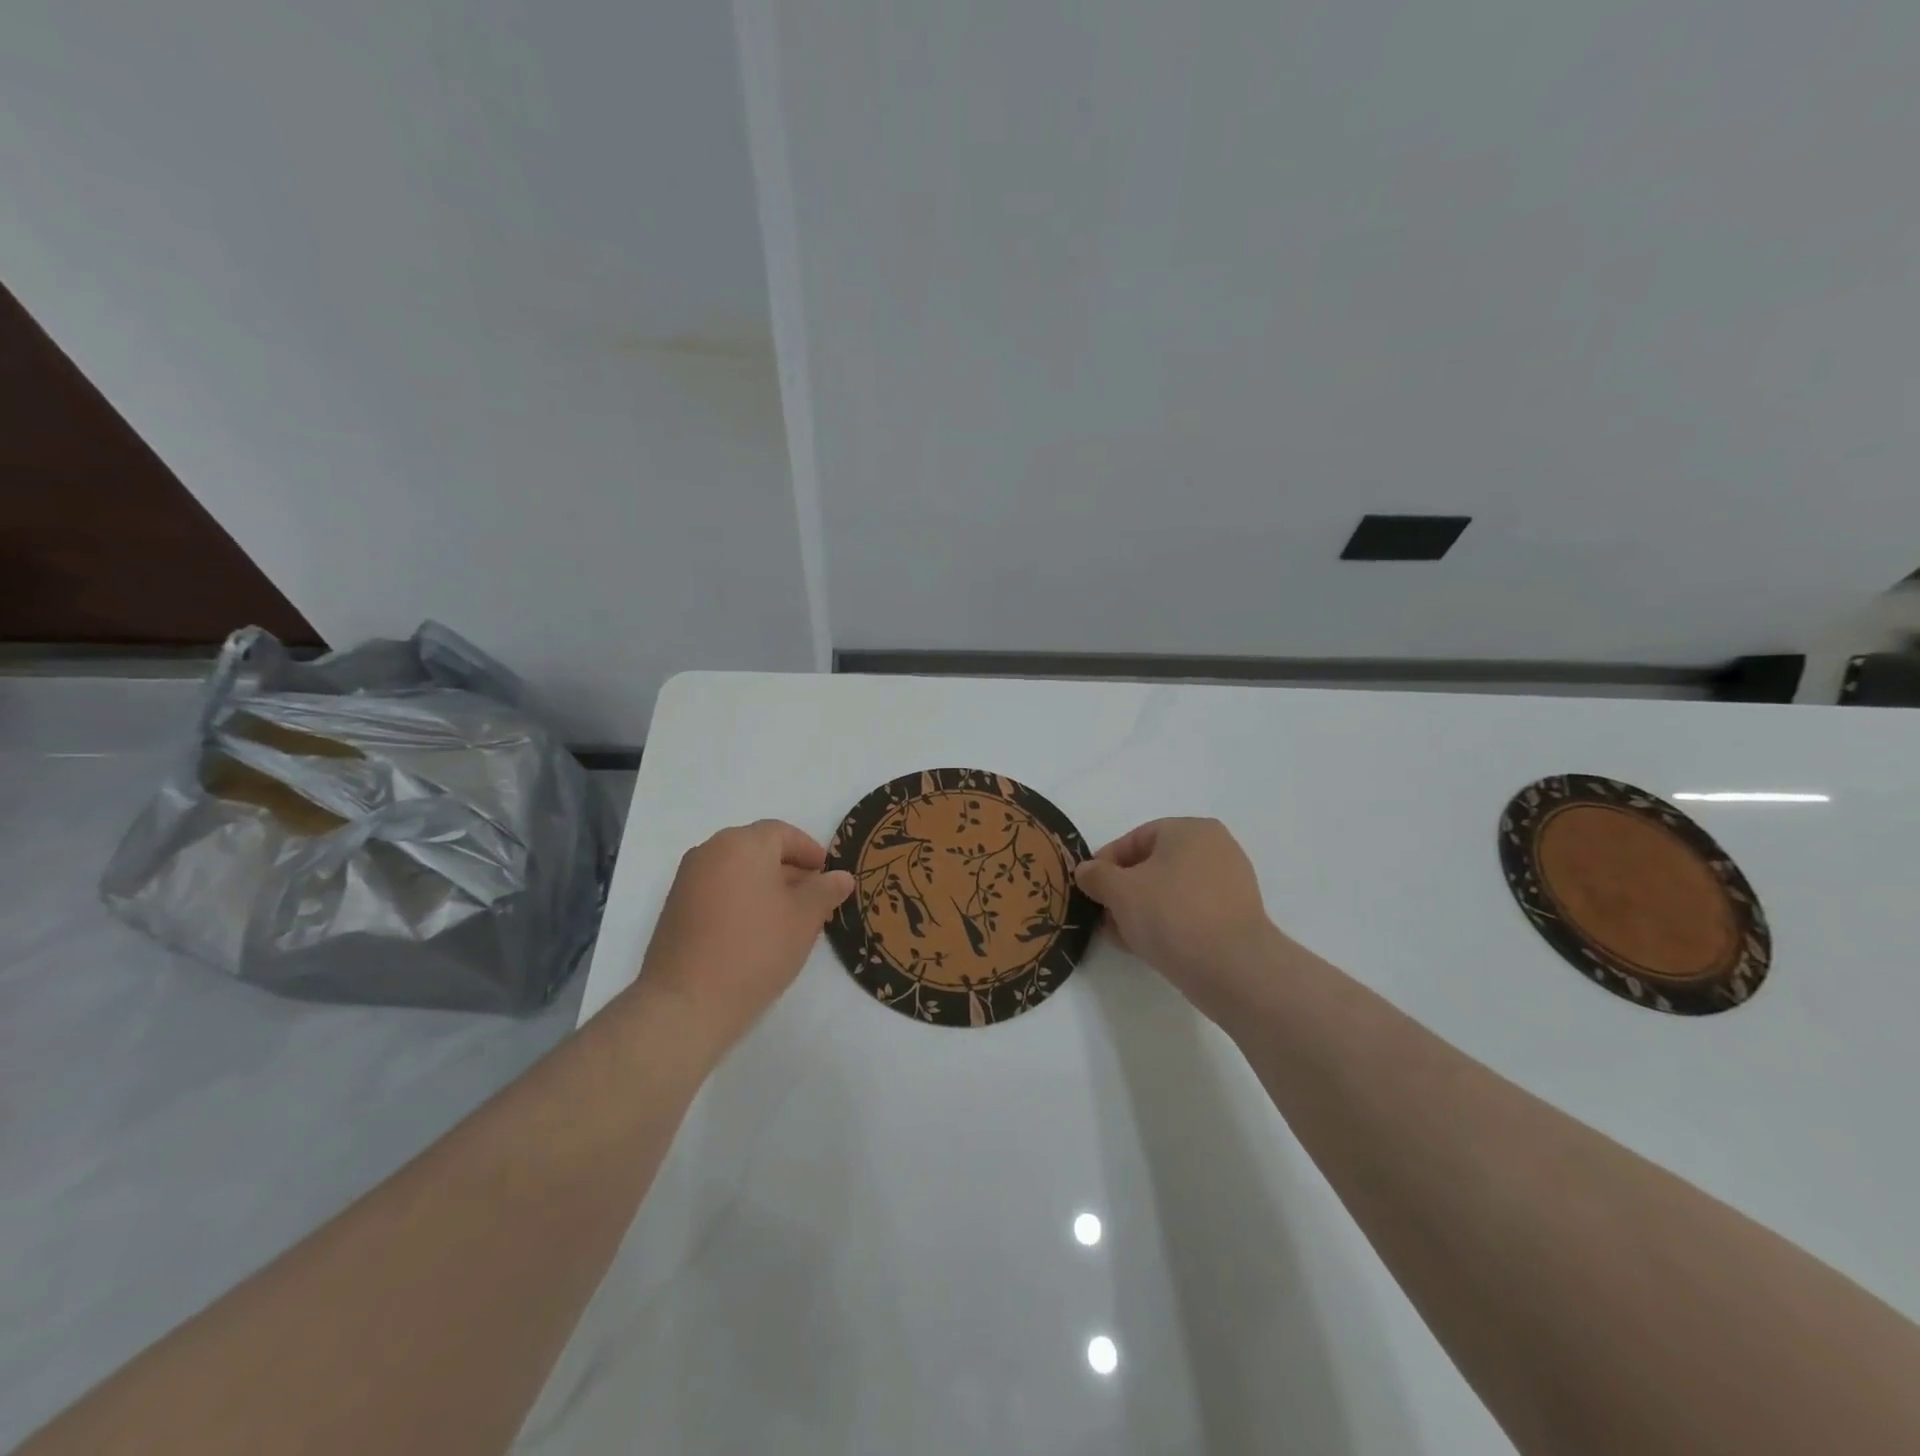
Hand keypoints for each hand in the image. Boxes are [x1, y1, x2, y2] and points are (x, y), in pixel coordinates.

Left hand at [626, 820, 854, 1056]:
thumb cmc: (755, 949)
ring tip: (787, 918)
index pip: (783, 833)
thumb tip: (841, 876)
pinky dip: (740, 901)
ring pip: (737, 871)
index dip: (810, 851)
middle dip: (788, 869)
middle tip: (813, 898)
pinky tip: (756, 932)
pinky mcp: (675, 909)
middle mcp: (710, 851)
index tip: (827, 875)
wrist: (687, 1002)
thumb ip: (826, 890)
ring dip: (764, 886)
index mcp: (742, 844)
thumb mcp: (805, 918)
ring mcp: (687, 880)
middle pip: (758, 849)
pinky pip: (717, 891)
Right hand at [1074, 818, 1284, 1021]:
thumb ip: (1096, 875)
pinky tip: (1145, 946)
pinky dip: (1165, 924)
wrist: (1233, 969)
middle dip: (1122, 890)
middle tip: (1102, 914)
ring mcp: (1230, 885)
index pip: (1136, 838)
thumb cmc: (1172, 914)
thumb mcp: (1120, 891)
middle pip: (1153, 865)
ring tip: (1119, 936)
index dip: (1105, 862)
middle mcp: (1216, 849)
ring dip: (1140, 910)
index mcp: (1191, 830)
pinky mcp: (1236, 918)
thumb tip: (1086, 871)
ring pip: (1170, 892)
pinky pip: (1190, 913)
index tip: (1088, 888)